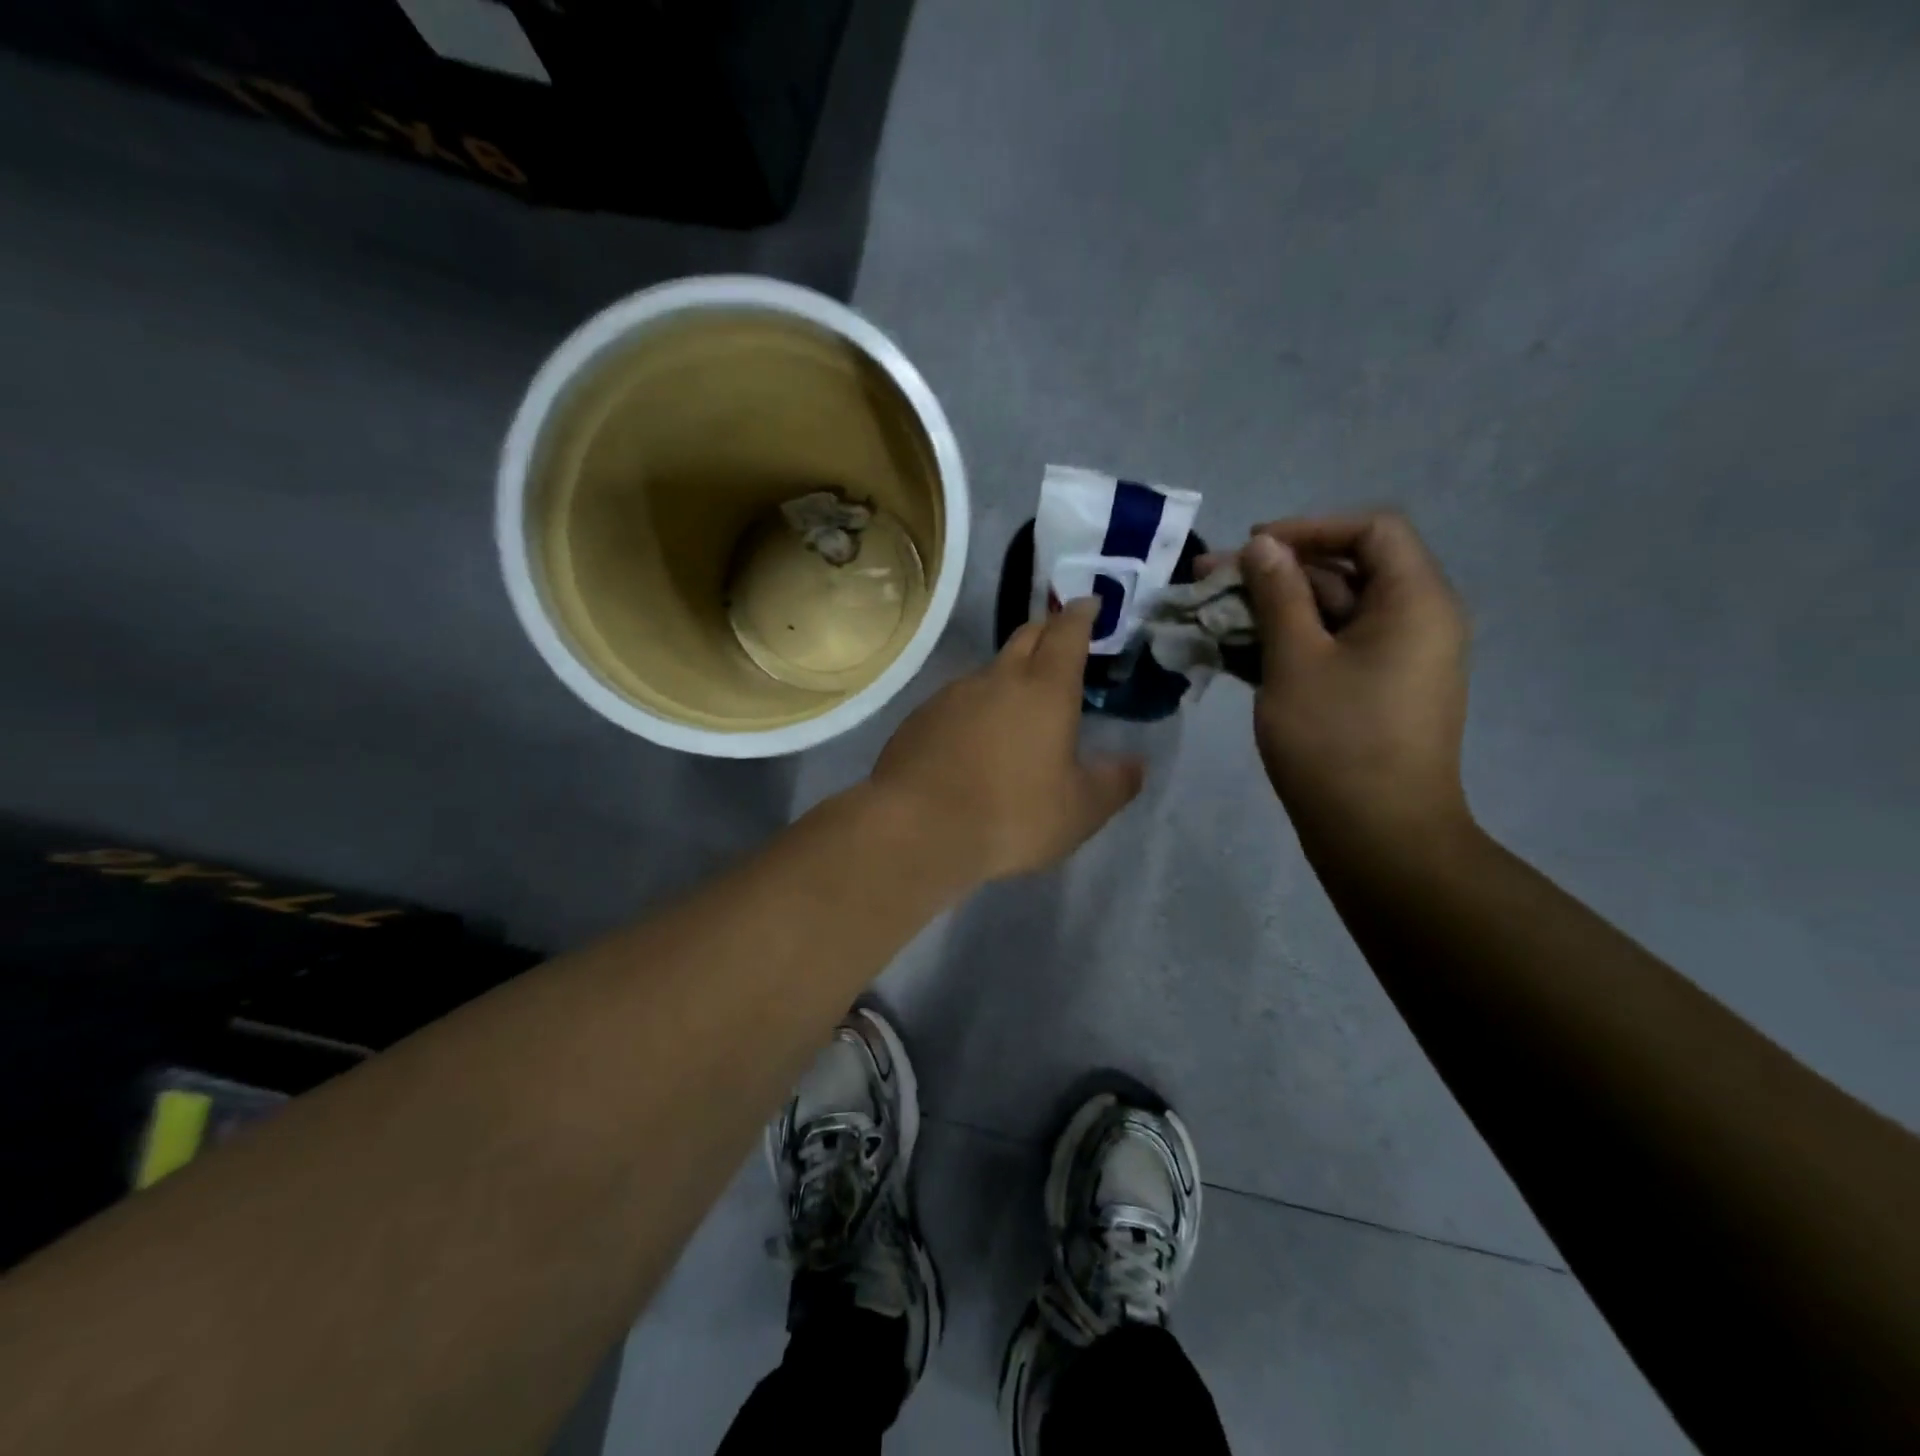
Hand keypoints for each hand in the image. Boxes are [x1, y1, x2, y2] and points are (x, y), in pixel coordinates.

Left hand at [869, 598, 1146, 883]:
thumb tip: (1135, 764)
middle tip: (1059, 643)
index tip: (1088, 604)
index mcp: (1045, 690)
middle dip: (1046, 633)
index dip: (1080, 615)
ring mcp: (952, 695)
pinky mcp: (919, 718)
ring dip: (1007, 677)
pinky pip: (955, 702)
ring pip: (988, 672)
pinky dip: (973, 709)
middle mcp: (997, 679)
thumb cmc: (1011, 816)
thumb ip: (1113, 783)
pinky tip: (971, 742)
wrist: (918, 829)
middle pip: (1026, 638)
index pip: (1067, 633)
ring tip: (1016, 708)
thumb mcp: (1079, 811)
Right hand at [1228, 512, 1471, 846]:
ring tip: (1210, 620)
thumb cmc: (1337, 741)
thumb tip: (1262, 545)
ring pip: (1330, 614)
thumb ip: (1278, 595)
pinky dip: (1286, 645)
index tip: (1252, 548)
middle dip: (1275, 573)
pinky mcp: (1373, 692)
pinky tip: (1233, 653)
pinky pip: (1330, 650)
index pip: (1371, 529)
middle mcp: (1415, 621)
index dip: (1308, 528)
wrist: (1377, 837)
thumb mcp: (1296, 660)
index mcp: (1414, 601)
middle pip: (1345, 571)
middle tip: (1210, 583)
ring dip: (1271, 612)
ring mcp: (1394, 660)